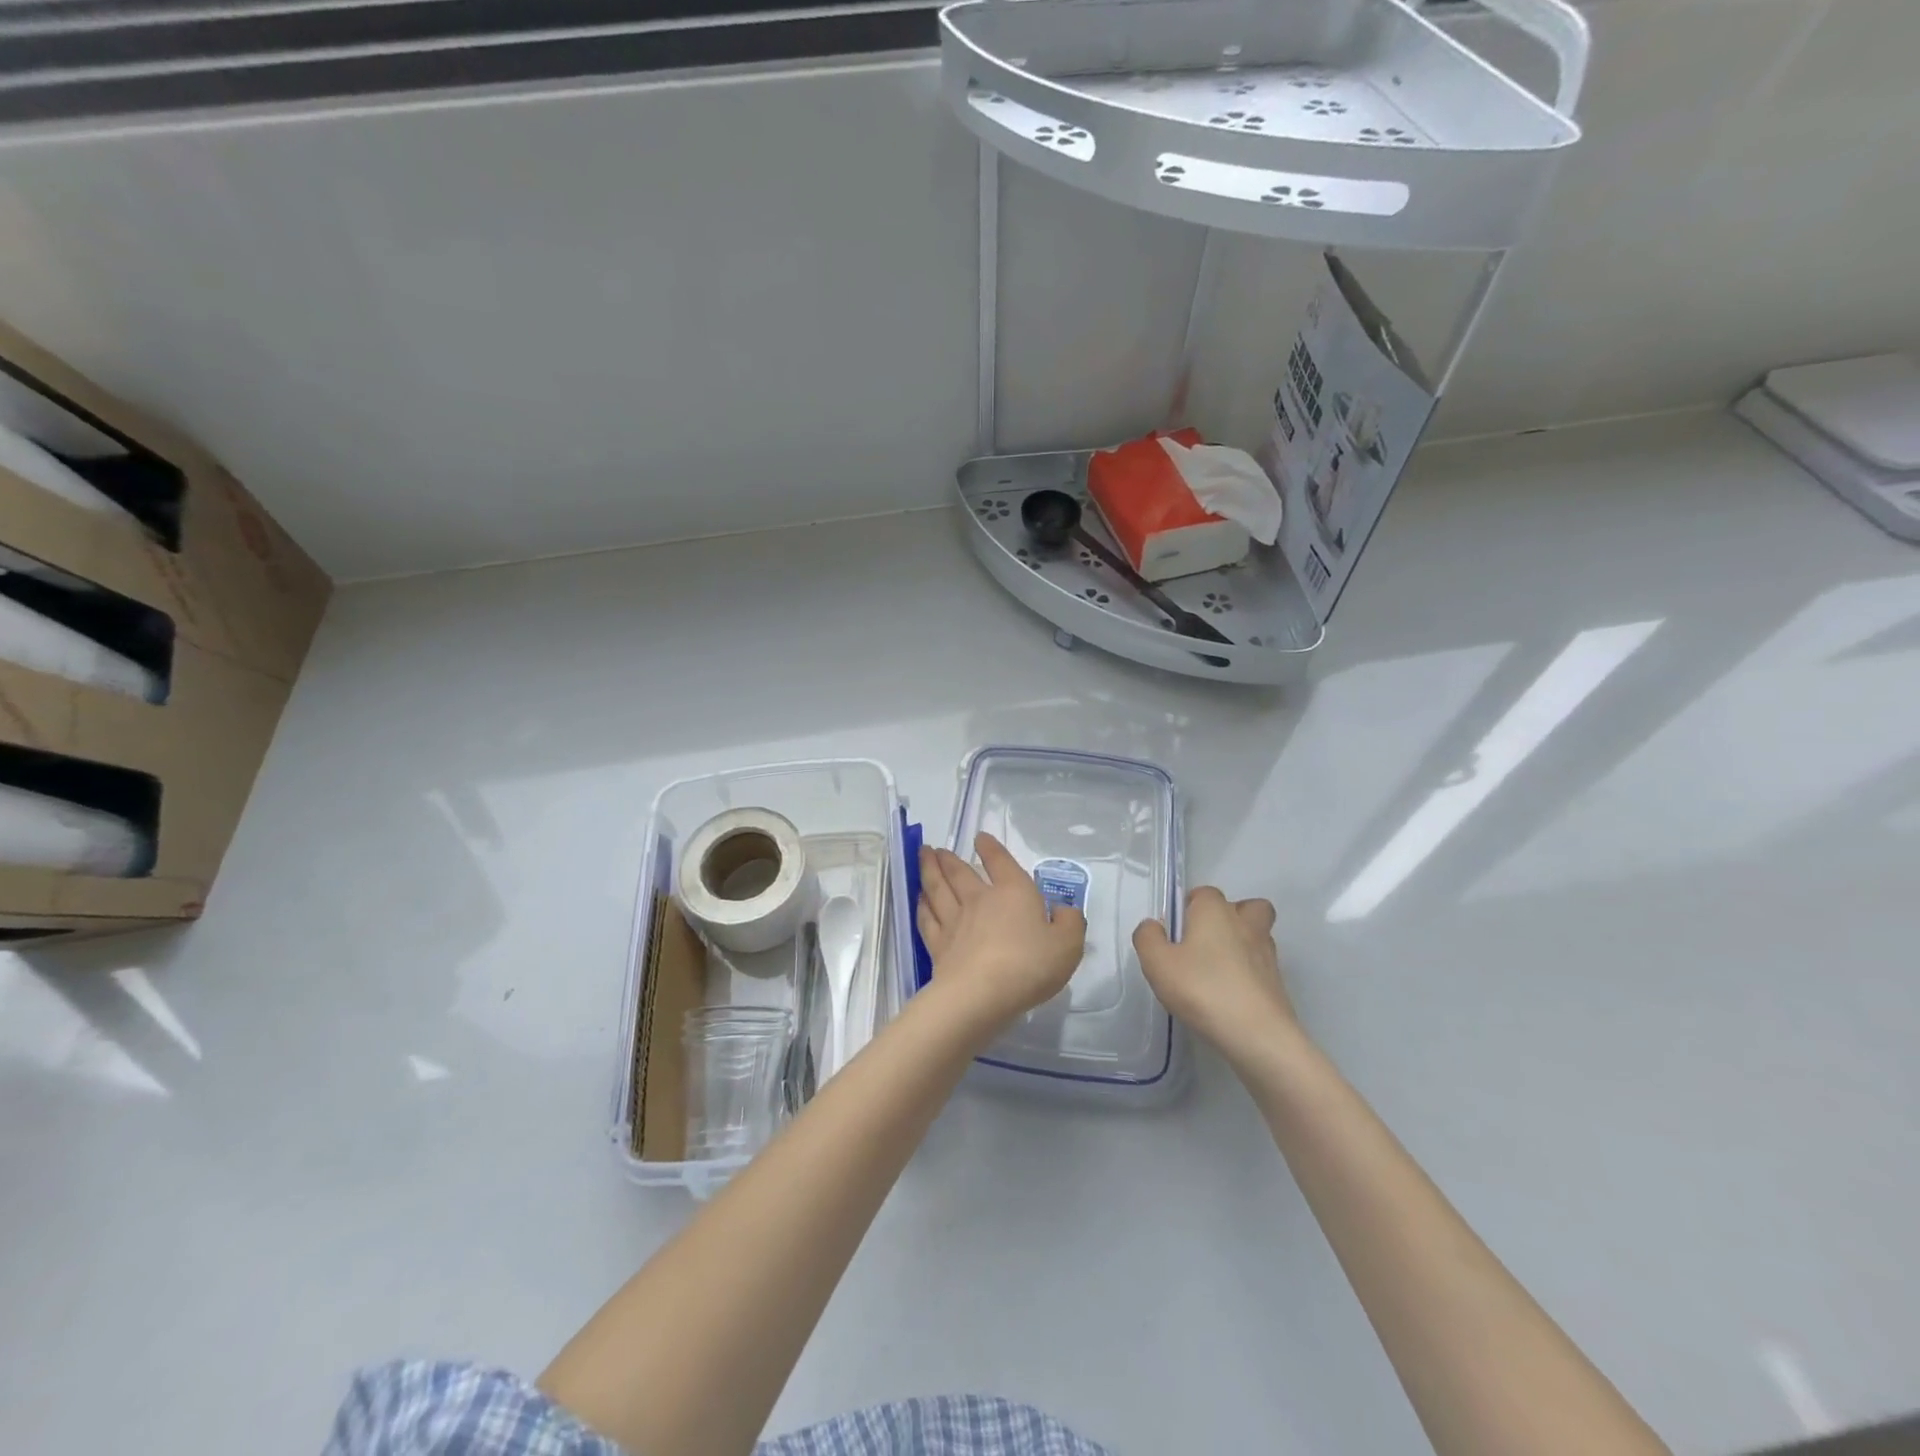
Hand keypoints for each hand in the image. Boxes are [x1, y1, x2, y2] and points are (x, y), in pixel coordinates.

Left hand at [917, 833, 1086, 1029]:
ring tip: (924, 858)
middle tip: (936, 848)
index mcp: (1013, 893)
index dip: (991, 849)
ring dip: (929, 871)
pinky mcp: (938, 946)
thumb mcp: (1067, 945)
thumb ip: (1070, 924)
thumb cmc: (1028, 965)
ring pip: (938, 889)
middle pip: (959, 873)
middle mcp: (979, 900)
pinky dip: (922, 906)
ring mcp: (954, 922)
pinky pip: (927, 919)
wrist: (981, 995)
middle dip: (948, 858)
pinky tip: (919, 900)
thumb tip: (1064, 910)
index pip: (1001, 863)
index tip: (980, 837)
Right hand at [1134, 888, 1297, 1066]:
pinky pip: (1262, 965)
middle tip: (1205, 942)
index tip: (1175, 934)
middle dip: (1228, 917)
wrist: (1258, 1035)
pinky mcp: (1278, 982)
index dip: (1189, 908)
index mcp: (1214, 911)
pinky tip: (1230, 992)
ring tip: (1219, 968)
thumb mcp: (1157, 963)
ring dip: (1243, 942)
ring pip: (1258, 933)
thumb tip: (1154, 926)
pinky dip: (1250, 971)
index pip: (1203, 893)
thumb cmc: (1202, 989)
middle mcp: (1245, 923)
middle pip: (1244, 906)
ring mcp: (1267, 953)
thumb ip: (1148, 938)